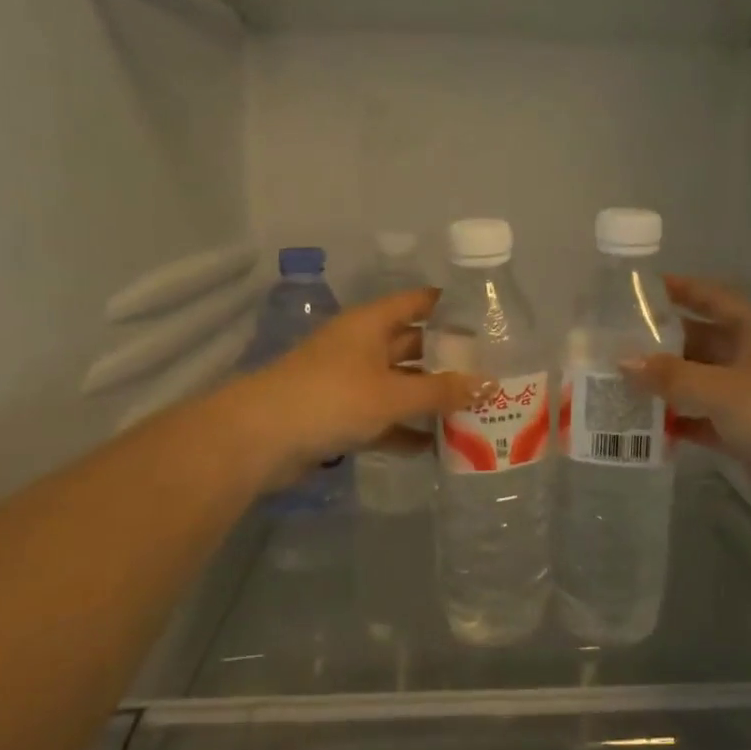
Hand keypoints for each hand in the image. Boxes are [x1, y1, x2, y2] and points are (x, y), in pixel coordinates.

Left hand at [231, 288, 477, 491]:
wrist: (260, 438)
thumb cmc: (332, 398)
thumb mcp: (393, 394)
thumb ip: (442, 391)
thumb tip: (490, 385)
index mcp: (371, 324)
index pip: (417, 302)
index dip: (449, 306)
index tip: (486, 319)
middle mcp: (361, 346)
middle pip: (412, 345)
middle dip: (447, 359)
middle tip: (490, 371)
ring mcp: (348, 382)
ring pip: (399, 384)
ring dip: (429, 398)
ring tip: (473, 411)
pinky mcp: (339, 416)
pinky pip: (382, 418)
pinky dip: (405, 430)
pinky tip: (435, 447)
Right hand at [627, 277, 750, 528]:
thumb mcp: (722, 389)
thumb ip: (670, 375)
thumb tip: (621, 361)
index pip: (713, 298)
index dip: (681, 289)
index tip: (640, 288)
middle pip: (700, 342)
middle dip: (661, 344)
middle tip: (613, 344)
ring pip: (699, 383)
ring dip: (665, 385)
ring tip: (617, 384)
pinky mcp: (747, 435)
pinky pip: (703, 420)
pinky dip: (678, 422)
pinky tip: (643, 427)